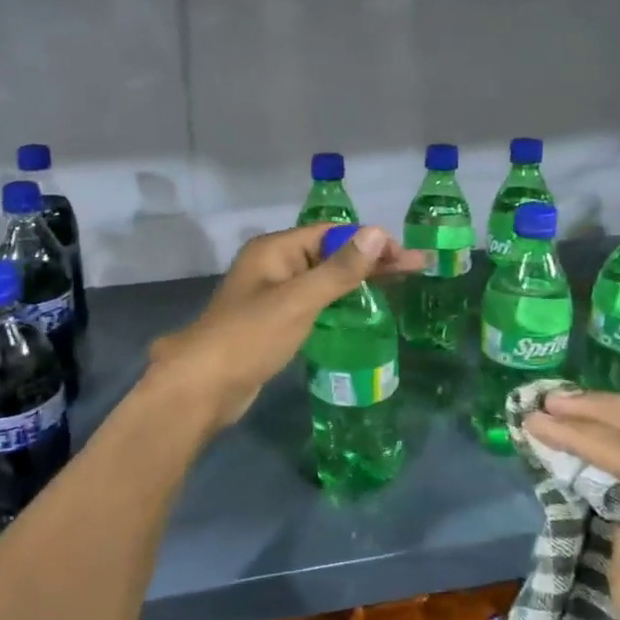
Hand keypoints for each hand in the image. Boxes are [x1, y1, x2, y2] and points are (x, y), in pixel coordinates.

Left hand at [147, 224, 422, 431]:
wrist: (204, 387)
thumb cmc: (251, 336)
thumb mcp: (299, 300)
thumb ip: (339, 269)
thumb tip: (377, 232)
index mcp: (275, 250)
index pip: (331, 233)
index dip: (369, 240)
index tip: (405, 256)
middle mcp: (274, 266)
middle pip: (330, 254)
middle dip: (371, 260)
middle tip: (416, 269)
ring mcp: (273, 295)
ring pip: (323, 280)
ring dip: (358, 281)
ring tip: (399, 287)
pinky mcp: (275, 323)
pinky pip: (314, 303)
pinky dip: (340, 303)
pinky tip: (363, 311)